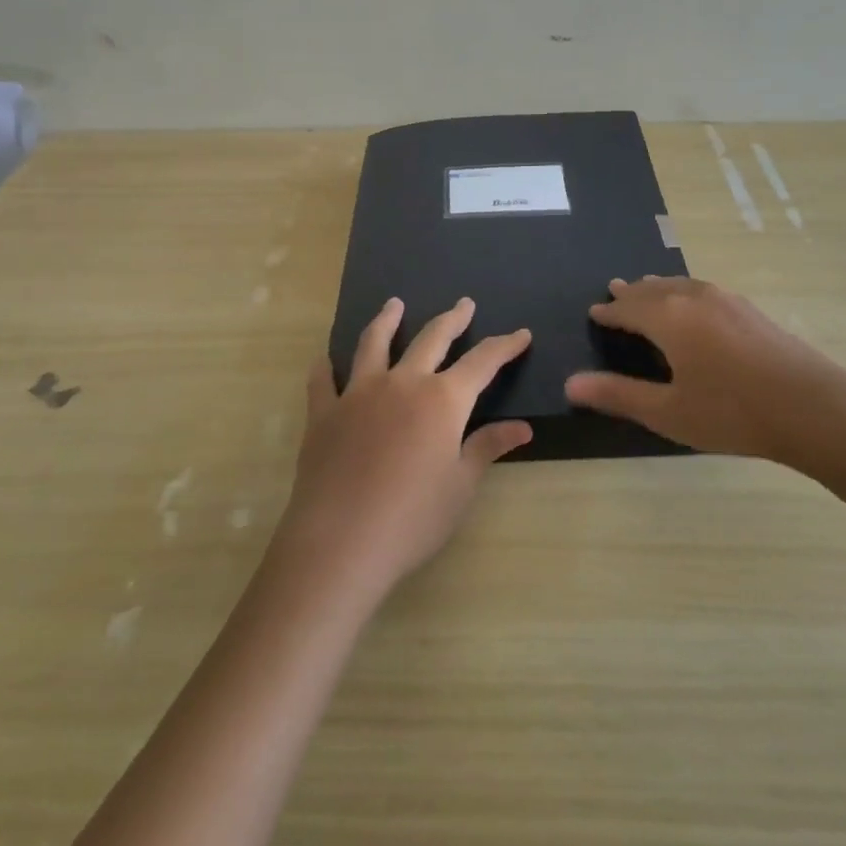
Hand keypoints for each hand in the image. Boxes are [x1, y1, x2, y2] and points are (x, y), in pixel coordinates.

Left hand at [276, 297, 531, 600]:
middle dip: (452, 319)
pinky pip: (323, 380)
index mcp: (442, 399)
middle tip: (464, 304)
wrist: (341, 542)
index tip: (521, 334)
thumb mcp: (461, 486)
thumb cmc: (413, 518)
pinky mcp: (324, 413)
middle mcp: (402, 382)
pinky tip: (325, 359)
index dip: (504, 346)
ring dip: (387, 320)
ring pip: (374, 343)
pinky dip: (325, 367)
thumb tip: (523, 427)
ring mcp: (358, 393)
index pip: (482, 362)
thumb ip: (488, 447)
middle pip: (432, 338)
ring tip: (394, 303)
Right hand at [564, 276, 845, 472]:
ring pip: (679, 285)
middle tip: (614, 292)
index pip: (627, 308)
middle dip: (631, 294)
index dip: (608, 312)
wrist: (813, 407)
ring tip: (646, 290)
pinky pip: (701, 291)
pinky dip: (682, 293)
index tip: (594, 313)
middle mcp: (693, 297)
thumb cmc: (732, 412)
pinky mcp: (749, 309)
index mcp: (668, 318)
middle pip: (652, 289)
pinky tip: (692, 306)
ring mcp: (725, 299)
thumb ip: (618, 395)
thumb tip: (570, 384)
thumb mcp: (668, 411)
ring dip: (657, 289)